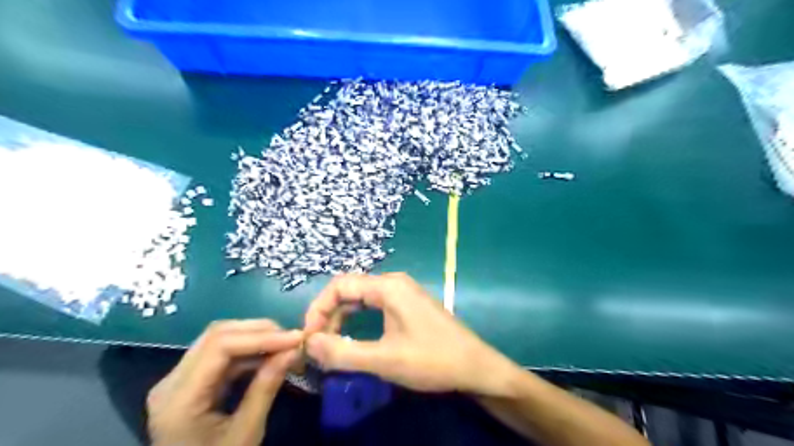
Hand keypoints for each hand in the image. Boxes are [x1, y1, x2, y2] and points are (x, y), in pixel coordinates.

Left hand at [144, 320, 301, 444]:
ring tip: (286, 345)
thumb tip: (294, 350)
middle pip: (217, 335)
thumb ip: (266, 388)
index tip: (296, 338)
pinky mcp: (190, 383)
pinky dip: (249, 351)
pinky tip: (270, 356)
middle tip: (293, 339)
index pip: (219, 346)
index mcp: (178, 399)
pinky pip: (221, 355)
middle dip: (260, 331)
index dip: (261, 336)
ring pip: (219, 340)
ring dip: (256, 338)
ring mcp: (178, 381)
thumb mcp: (246, 435)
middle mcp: (171, 381)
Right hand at [304, 272, 521, 393]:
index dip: (318, 309)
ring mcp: (403, 293)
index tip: (309, 337)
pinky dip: (358, 320)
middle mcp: (394, 283)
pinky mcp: (407, 306)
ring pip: (361, 298)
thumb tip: (309, 343)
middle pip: (349, 290)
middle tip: (318, 345)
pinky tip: (354, 338)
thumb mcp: (385, 360)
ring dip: (342, 319)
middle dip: (329, 315)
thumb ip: (344, 352)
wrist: (475, 366)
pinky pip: (374, 306)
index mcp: (388, 286)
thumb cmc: (433, 360)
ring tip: (332, 345)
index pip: (340, 285)